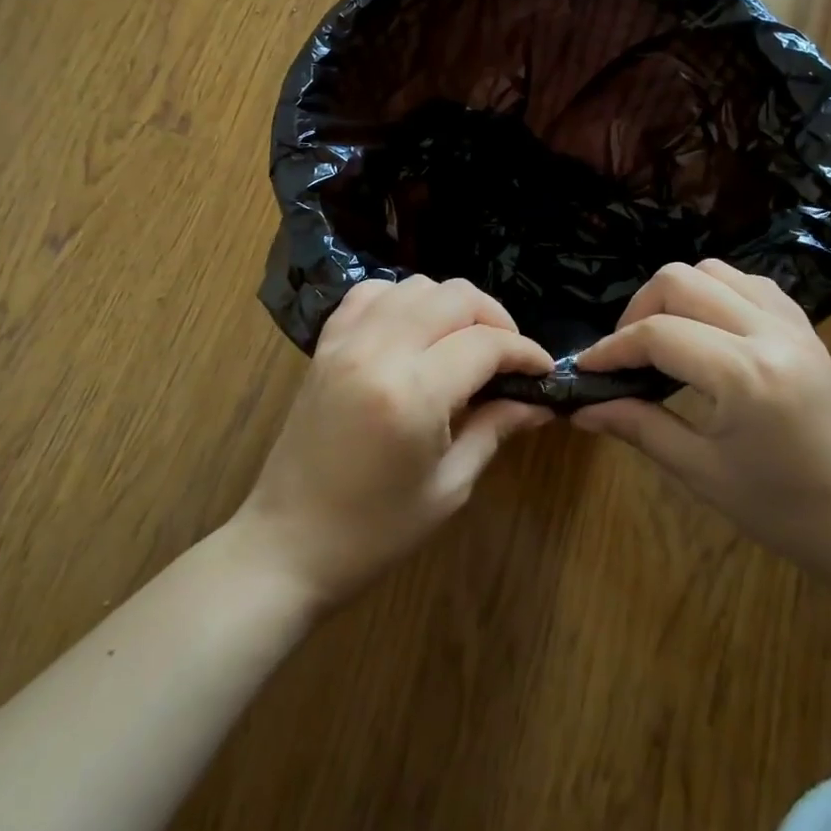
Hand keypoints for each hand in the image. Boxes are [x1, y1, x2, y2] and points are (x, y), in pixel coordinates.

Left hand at [237, 275, 553, 604]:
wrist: (287, 544)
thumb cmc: (375, 531)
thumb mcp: (449, 487)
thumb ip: (495, 429)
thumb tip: (538, 402)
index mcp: (413, 393)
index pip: (486, 343)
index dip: (525, 351)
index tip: (543, 370)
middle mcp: (379, 351)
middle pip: (454, 297)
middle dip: (495, 318)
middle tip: (509, 357)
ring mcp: (346, 342)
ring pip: (415, 286)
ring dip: (452, 306)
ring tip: (466, 343)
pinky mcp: (325, 346)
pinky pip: (370, 295)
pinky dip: (403, 301)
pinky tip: (415, 331)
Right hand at [571, 259, 830, 591]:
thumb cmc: (785, 510)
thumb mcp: (702, 472)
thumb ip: (639, 426)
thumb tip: (582, 409)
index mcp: (744, 373)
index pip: (657, 334)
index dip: (610, 349)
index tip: (584, 370)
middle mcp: (768, 332)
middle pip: (681, 281)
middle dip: (638, 310)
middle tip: (623, 355)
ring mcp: (793, 325)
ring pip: (716, 272)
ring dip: (676, 295)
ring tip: (661, 339)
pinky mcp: (806, 329)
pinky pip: (750, 285)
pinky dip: (715, 294)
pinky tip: (706, 332)